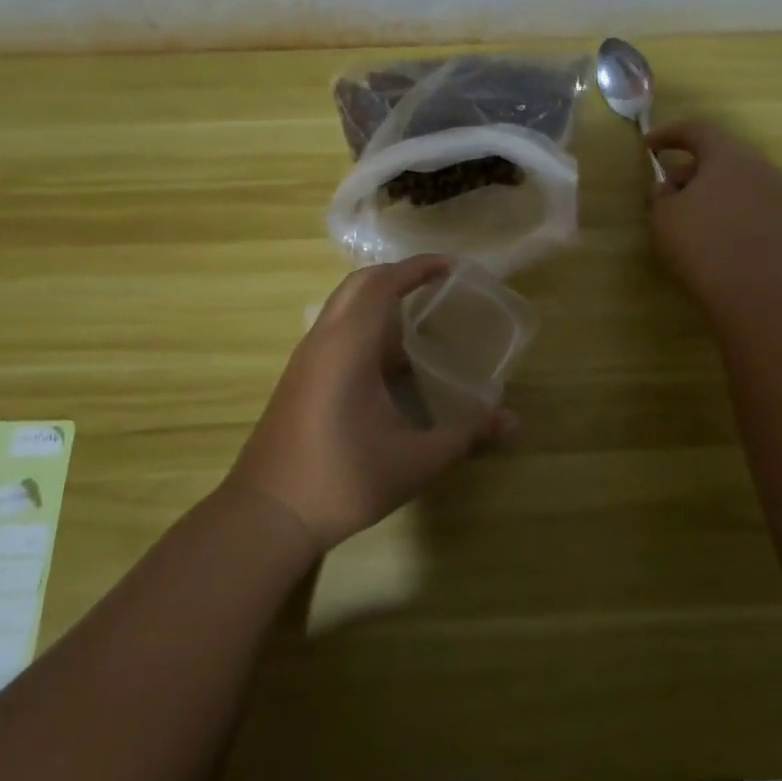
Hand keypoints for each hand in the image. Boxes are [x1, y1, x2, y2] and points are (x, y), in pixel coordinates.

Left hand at [228, 256, 516, 549]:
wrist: (267, 515)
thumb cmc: (343, 480)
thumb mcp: (415, 461)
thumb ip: (466, 435)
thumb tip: (514, 422)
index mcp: (348, 346)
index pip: (383, 284)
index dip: (418, 267)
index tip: (453, 266)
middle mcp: (323, 340)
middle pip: (360, 284)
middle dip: (399, 275)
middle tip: (438, 285)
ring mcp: (306, 358)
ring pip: (343, 307)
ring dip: (379, 300)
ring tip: (420, 319)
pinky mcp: (299, 377)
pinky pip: (335, 331)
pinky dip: (365, 326)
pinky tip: (390, 362)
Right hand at [645, 119, 781, 320]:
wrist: (758, 293)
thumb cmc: (702, 245)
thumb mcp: (664, 216)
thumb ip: (662, 194)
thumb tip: (670, 186)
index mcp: (728, 155)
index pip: (696, 130)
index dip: (668, 133)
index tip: (647, 144)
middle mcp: (758, 166)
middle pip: (719, 154)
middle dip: (689, 165)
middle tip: (666, 185)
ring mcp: (777, 194)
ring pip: (736, 179)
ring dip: (710, 187)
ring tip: (687, 211)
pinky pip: (749, 201)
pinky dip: (727, 206)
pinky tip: (712, 230)